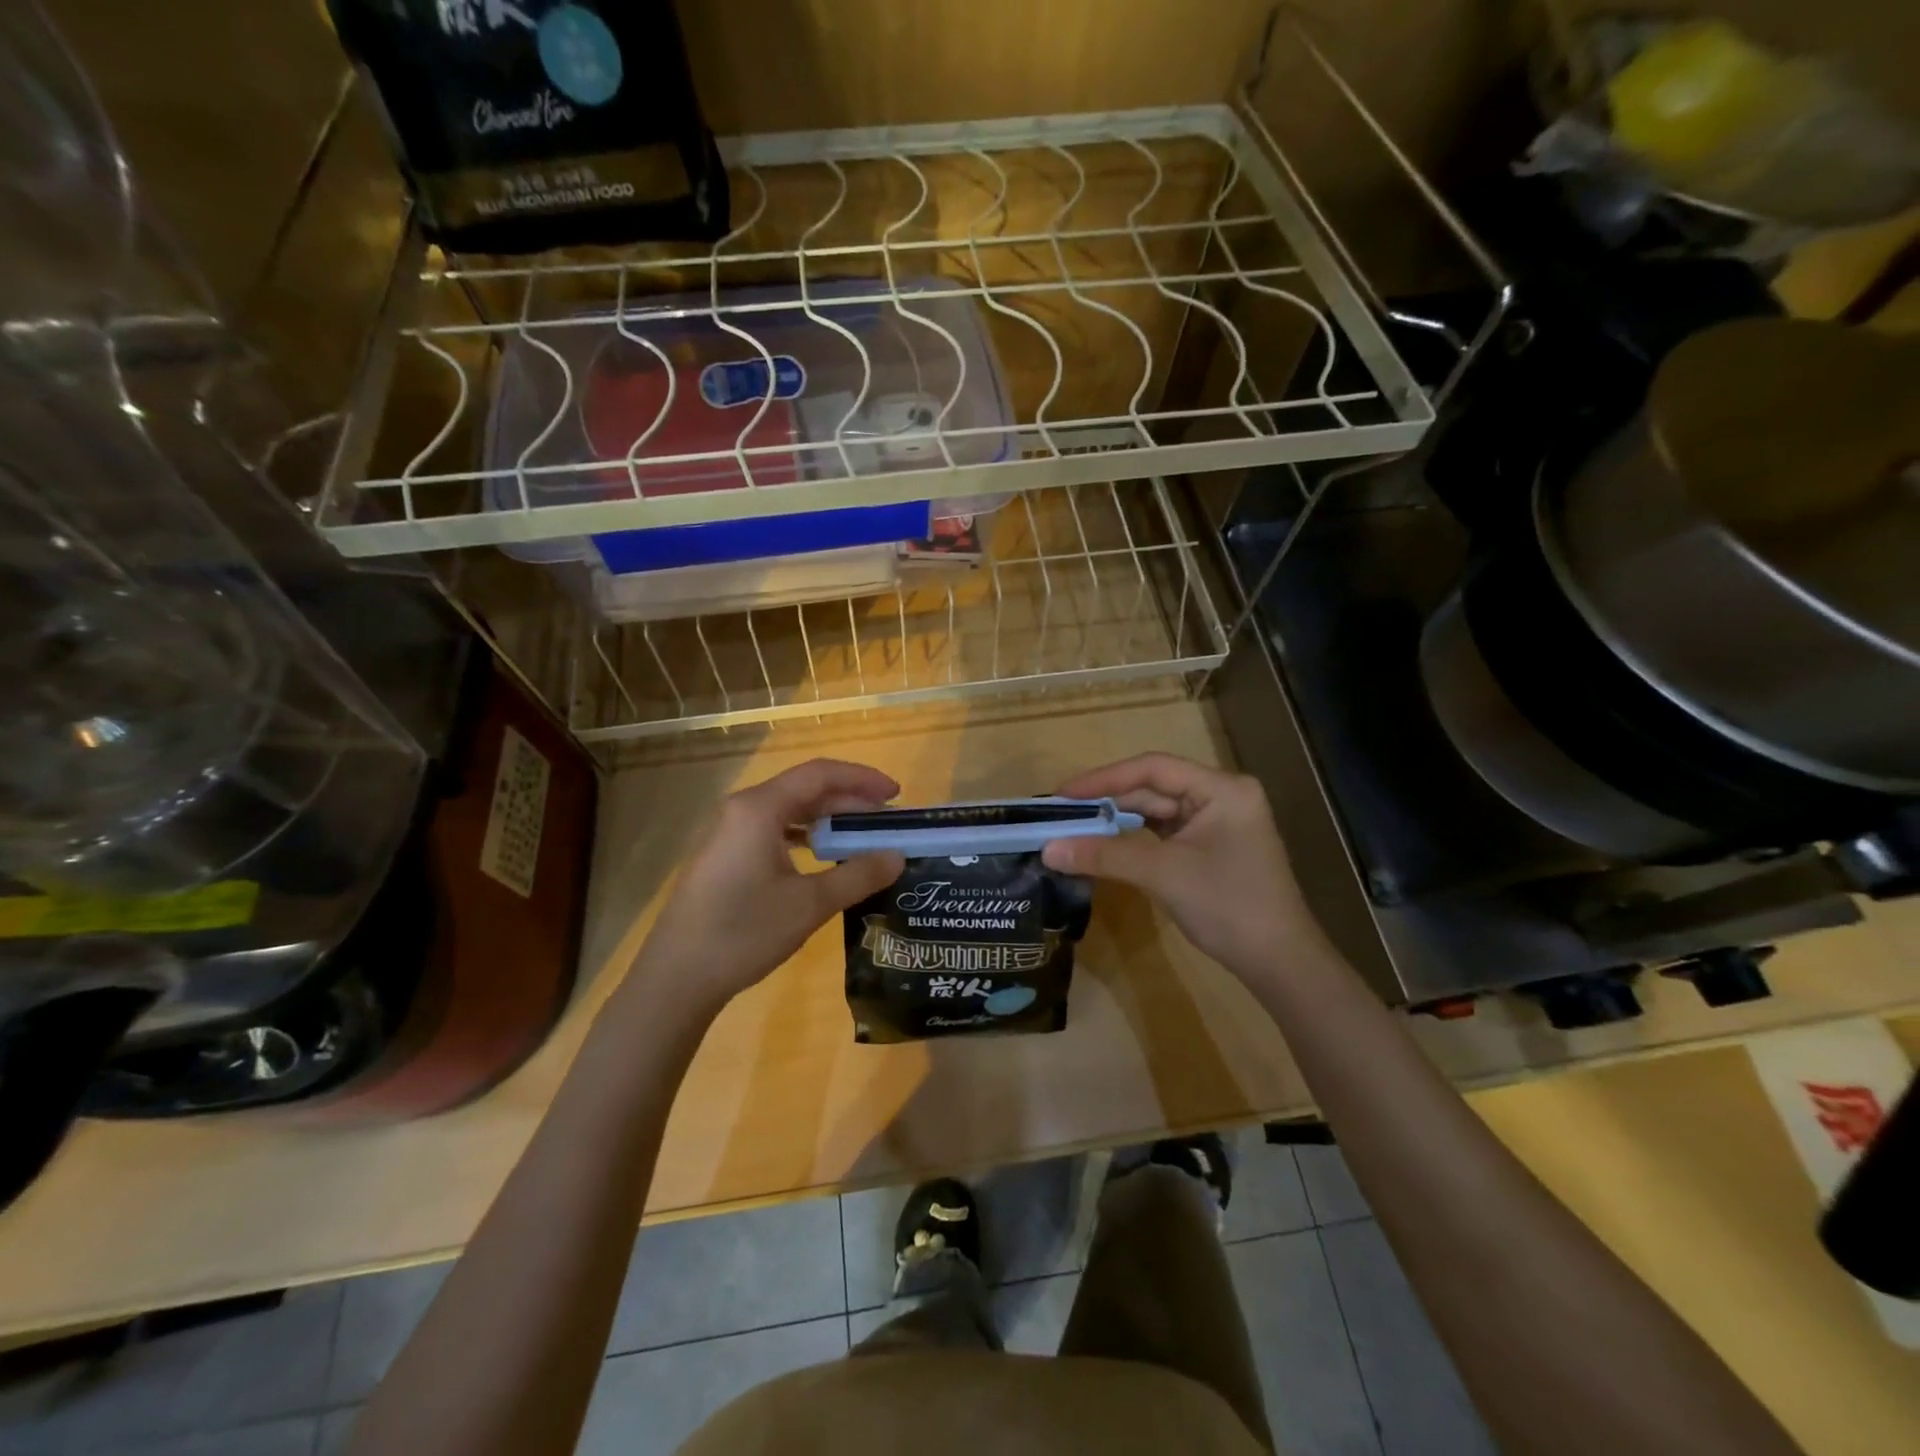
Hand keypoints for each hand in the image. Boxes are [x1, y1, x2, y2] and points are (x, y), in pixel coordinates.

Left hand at [633, 759, 904, 1010]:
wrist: (677, 978)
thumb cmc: (744, 932)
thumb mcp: (810, 904)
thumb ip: (858, 875)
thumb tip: (897, 857)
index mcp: (760, 808)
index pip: (820, 774)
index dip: (862, 778)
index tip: (896, 794)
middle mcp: (743, 810)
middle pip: (805, 789)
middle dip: (849, 800)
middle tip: (887, 821)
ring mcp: (730, 833)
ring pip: (789, 811)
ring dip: (828, 819)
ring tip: (862, 837)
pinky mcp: (726, 857)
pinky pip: (774, 831)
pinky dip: (805, 836)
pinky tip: (823, 856)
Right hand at [1041, 754, 1324, 980]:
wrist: (1279, 962)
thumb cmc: (1228, 906)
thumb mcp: (1162, 874)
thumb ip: (1104, 856)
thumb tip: (1047, 849)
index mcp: (1221, 788)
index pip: (1152, 768)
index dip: (1103, 779)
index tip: (1062, 795)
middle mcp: (1220, 796)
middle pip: (1153, 789)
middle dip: (1106, 802)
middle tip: (1059, 814)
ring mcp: (1216, 823)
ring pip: (1155, 813)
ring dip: (1116, 822)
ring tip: (1072, 828)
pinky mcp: (1208, 848)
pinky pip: (1162, 834)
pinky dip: (1132, 840)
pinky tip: (1102, 845)